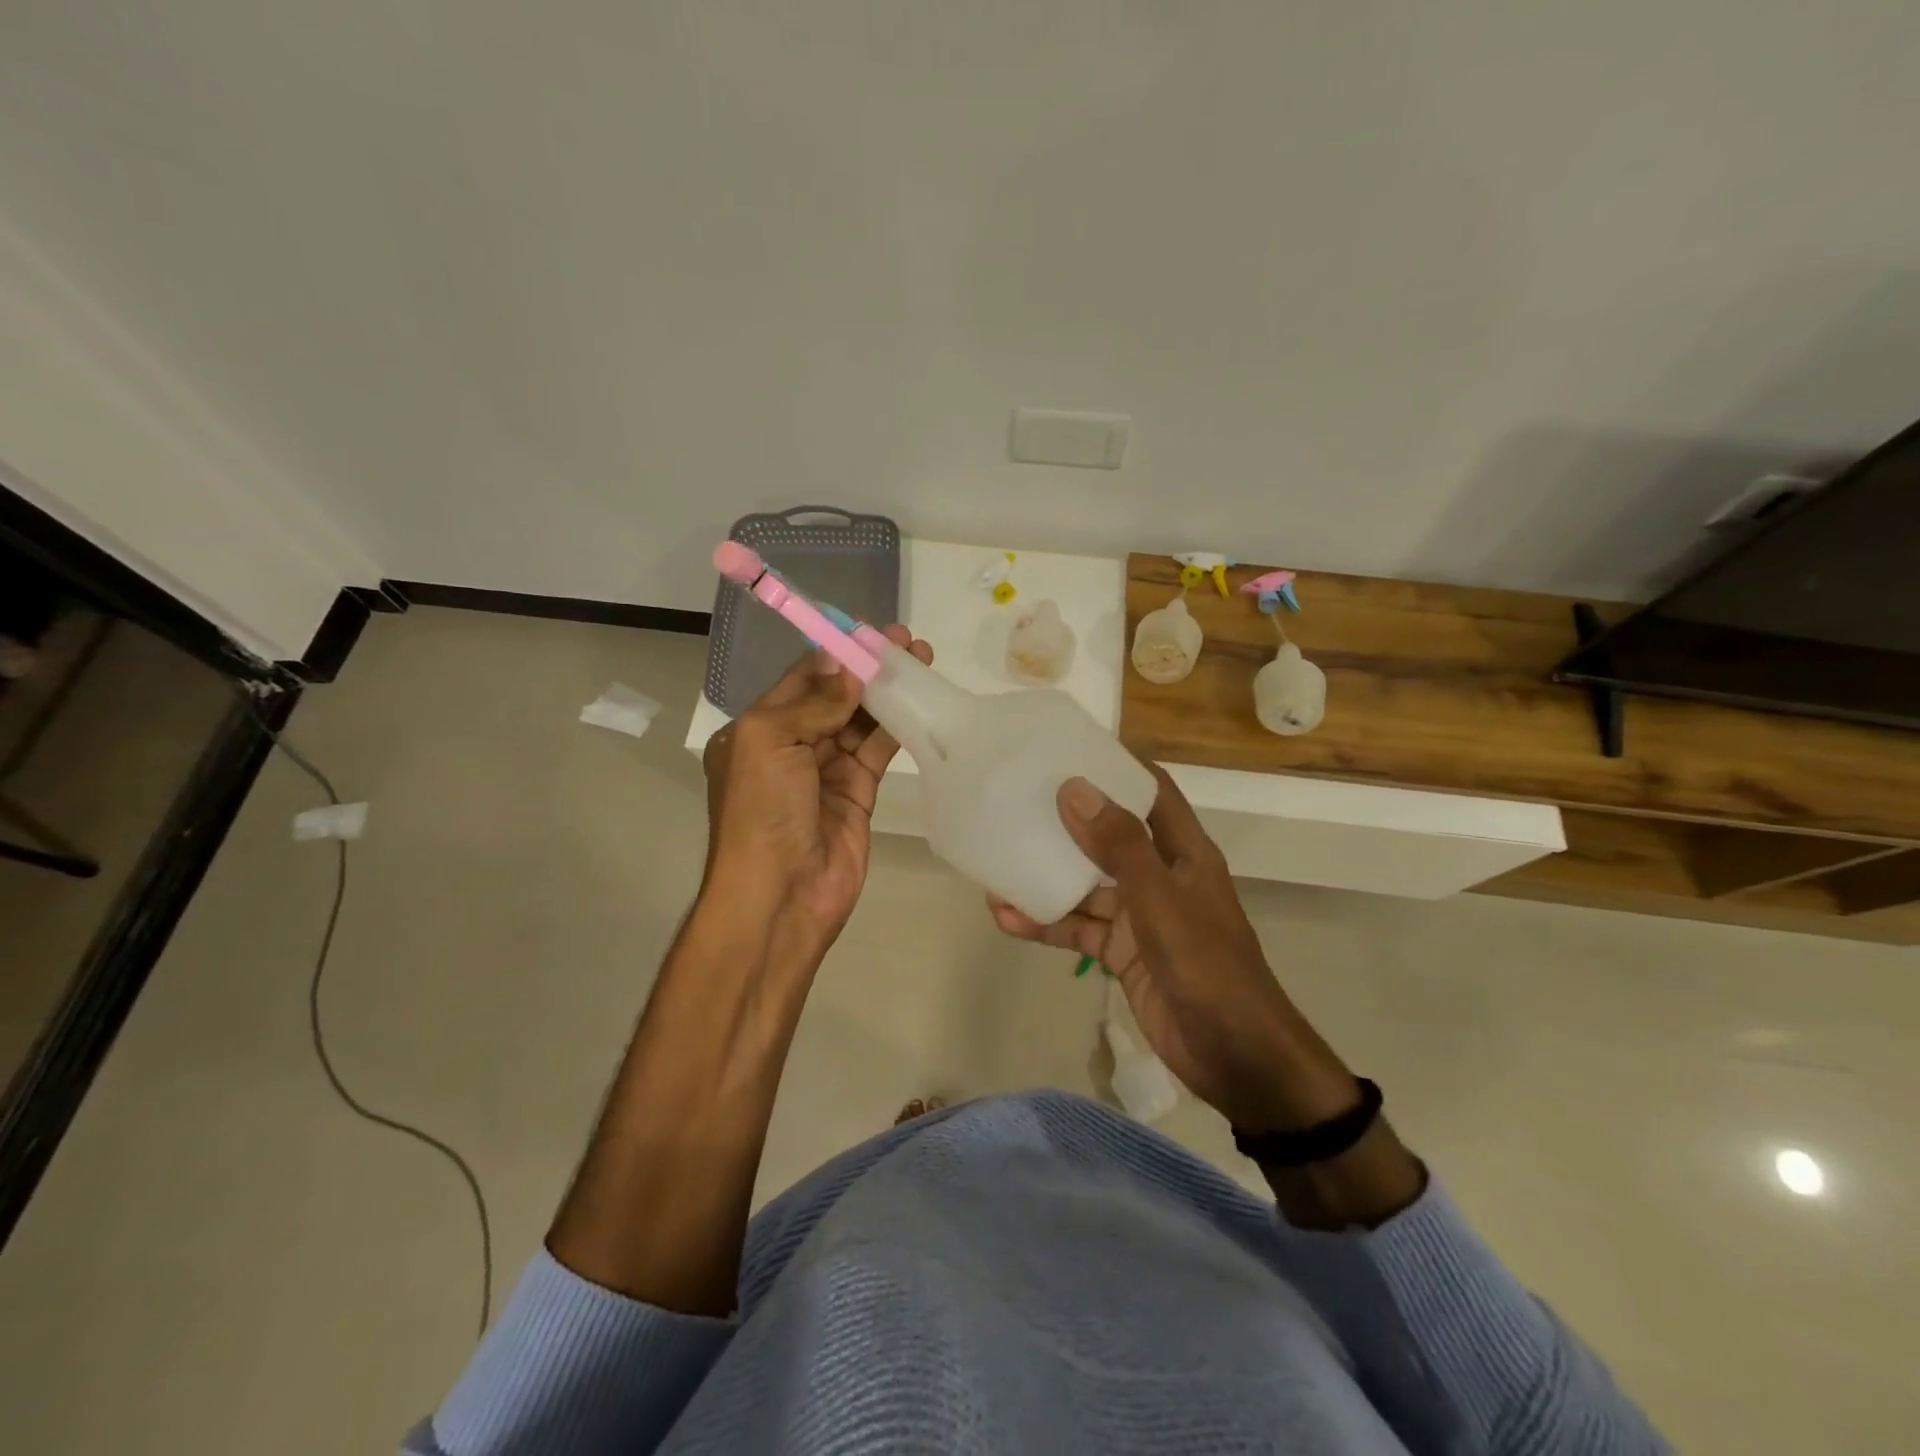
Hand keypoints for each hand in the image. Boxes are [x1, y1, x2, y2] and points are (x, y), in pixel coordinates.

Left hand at [702, 625, 932, 967]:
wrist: (781, 896)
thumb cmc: (762, 813)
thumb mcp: (768, 743)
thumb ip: (811, 702)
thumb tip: (846, 668)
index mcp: (759, 730)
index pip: (802, 679)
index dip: (836, 652)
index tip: (871, 630)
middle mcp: (792, 747)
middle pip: (836, 696)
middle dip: (868, 668)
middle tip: (906, 641)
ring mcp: (827, 771)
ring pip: (861, 721)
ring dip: (888, 693)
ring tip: (922, 661)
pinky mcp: (859, 794)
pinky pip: (878, 751)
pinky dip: (898, 727)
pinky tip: (921, 702)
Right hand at [989, 766, 1359, 1132]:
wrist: (1235, 1057)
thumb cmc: (1206, 966)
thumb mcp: (1159, 900)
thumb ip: (1118, 845)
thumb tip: (1073, 788)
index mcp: (1184, 853)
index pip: (1152, 792)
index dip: (1118, 767)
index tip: (1071, 748)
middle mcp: (1161, 876)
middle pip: (1110, 836)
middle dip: (1068, 822)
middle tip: (1018, 802)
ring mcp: (1141, 917)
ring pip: (1087, 887)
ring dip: (1046, 878)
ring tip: (997, 865)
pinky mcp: (1123, 954)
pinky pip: (1079, 929)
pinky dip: (1047, 924)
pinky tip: (1006, 919)